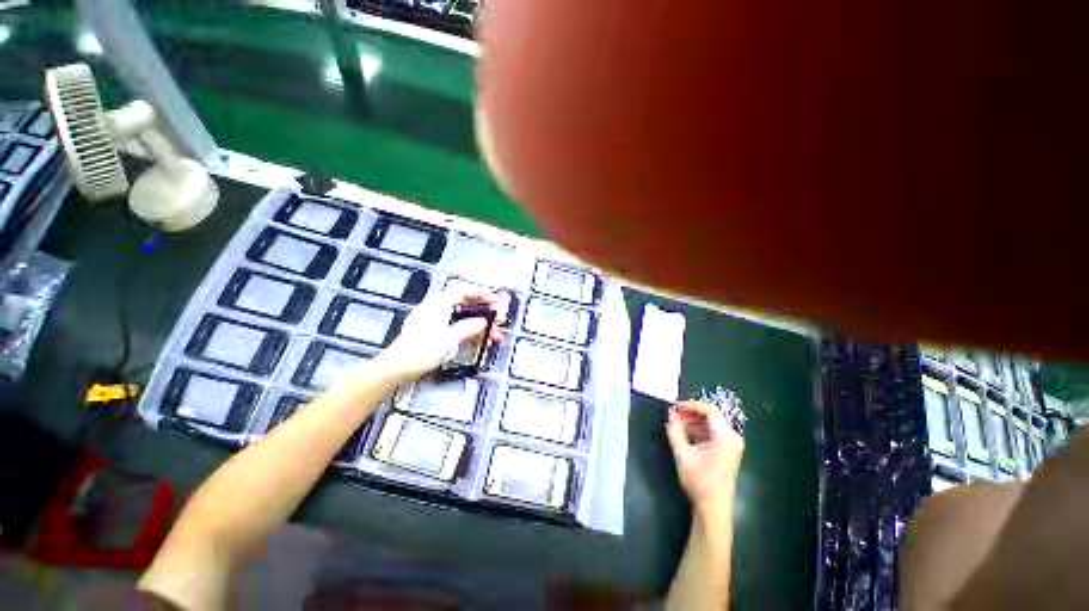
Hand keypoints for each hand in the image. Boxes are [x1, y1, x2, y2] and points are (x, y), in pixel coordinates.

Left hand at [379, 287, 504, 379]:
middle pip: (465, 303)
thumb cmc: (423, 349)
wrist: (398, 368)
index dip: (482, 293)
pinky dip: (470, 332)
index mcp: (439, 302)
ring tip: (495, 335)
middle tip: (500, 318)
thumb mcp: (450, 338)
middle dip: (484, 311)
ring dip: (480, 325)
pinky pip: (457, 327)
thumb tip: (483, 322)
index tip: (497, 300)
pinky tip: (481, 339)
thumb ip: (468, 328)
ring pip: (463, 317)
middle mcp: (437, 308)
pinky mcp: (434, 333)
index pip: (464, 290)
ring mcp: (435, 320)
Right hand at [666, 400, 744, 518]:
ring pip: (712, 425)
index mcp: (725, 436)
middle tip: (674, 415)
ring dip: (694, 422)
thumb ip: (675, 430)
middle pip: (711, 417)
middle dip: (691, 414)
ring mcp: (732, 446)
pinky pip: (714, 434)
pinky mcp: (729, 452)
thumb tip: (670, 413)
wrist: (713, 508)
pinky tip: (686, 434)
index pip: (709, 410)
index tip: (675, 406)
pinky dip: (700, 431)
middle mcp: (732, 438)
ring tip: (676, 424)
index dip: (690, 405)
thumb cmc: (698, 480)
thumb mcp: (682, 453)